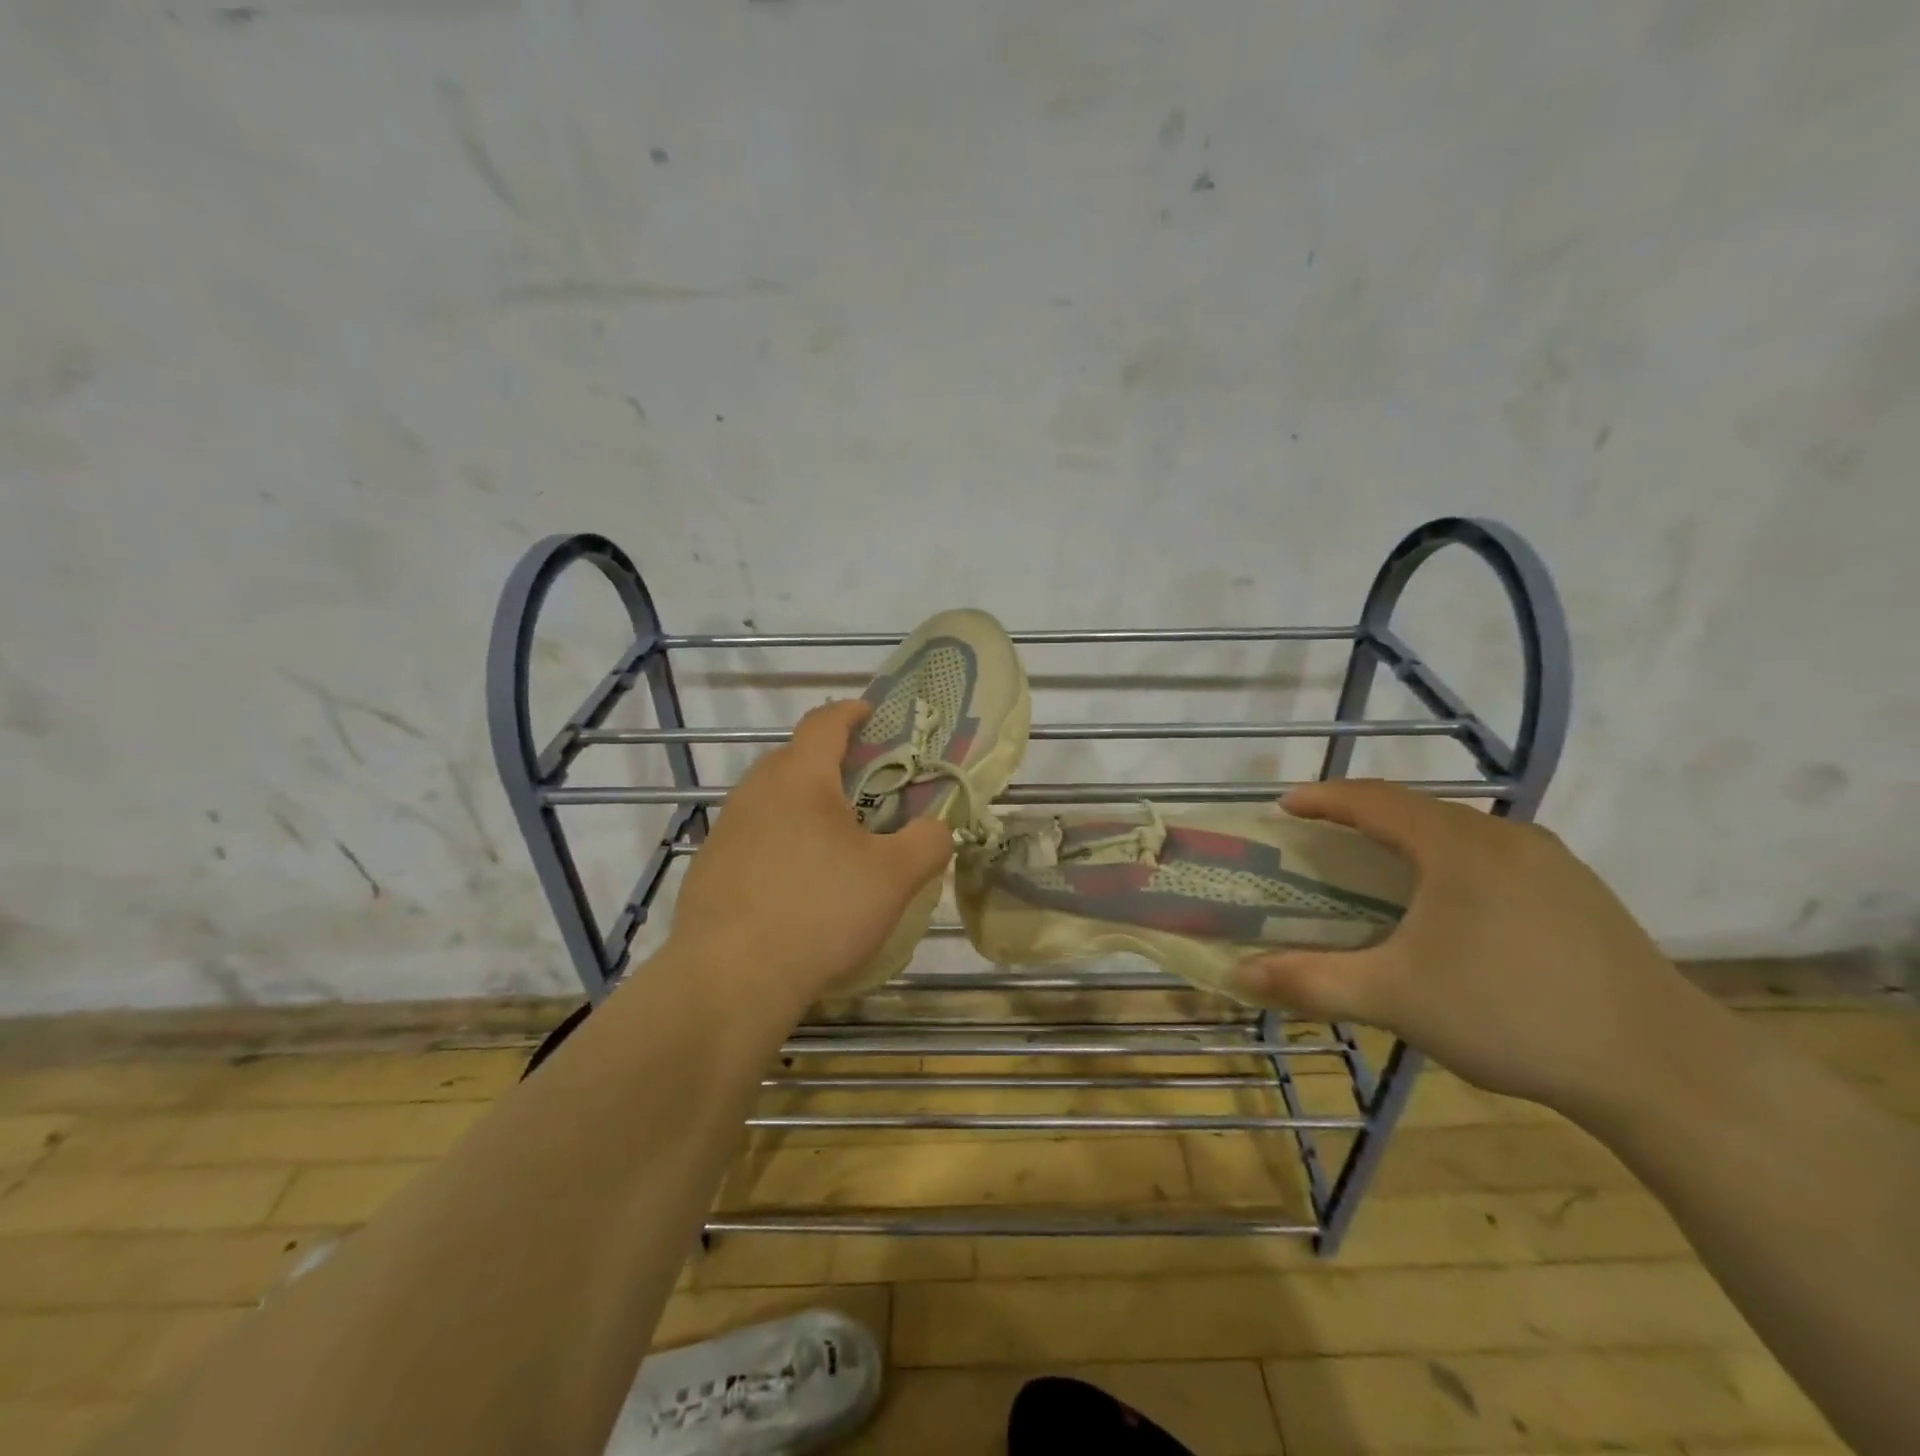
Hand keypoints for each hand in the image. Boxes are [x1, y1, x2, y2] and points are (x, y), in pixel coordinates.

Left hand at [666, 700, 952, 1010]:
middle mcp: (755, 791)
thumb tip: (938, 828)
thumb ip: (928, 842)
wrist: (730, 980)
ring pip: (772, 800)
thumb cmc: (819, 912)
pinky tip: (797, 884)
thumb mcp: (894, 878)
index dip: (851, 712)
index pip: (824, 722)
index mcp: (800, 777)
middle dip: (831, 764)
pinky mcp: (708, 868)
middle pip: (795, 759)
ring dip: (804, 806)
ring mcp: (725, 830)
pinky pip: (753, 837)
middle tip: (866, 790)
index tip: (871, 714)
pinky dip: (780, 842)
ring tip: (834, 841)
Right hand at [1232, 780, 1689, 1116]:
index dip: (1323, 798)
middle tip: (1322, 842)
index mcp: (1458, 845)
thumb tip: (1237, 974)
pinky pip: (1493, 857)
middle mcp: (1506, 837)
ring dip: (1408, 841)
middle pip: (1416, 809)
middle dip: (1361, 818)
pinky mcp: (1579, 893)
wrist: (1667, 1068)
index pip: (1373, 799)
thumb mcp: (1396, 999)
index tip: (1285, 808)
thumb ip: (1311, 980)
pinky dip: (1449, 863)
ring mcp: (1551, 862)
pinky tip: (1448, 908)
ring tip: (1376, 871)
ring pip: (1458, 833)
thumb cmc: (1512, 1014)